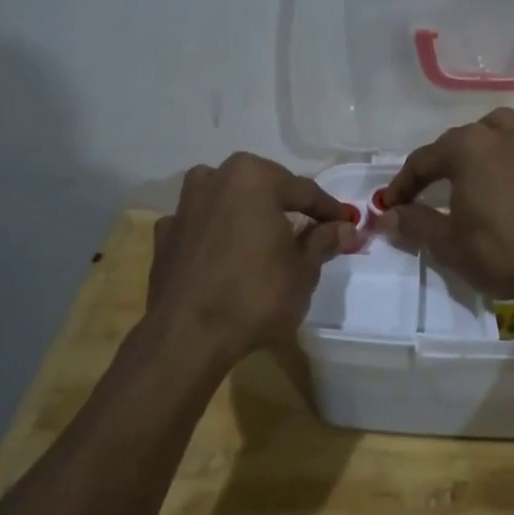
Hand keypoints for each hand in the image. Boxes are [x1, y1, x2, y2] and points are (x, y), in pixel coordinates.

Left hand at [148, 153, 360, 364]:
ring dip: (249, 214)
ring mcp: (184, 206)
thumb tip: (348, 229)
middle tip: (311, 230)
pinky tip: (228, 256)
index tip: (347, 224)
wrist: (187, 337)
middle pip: (264, 188)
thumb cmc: (255, 296)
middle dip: (288, 207)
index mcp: (253, 178)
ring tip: (267, 239)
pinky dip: (218, 234)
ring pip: (229, 201)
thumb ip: (324, 241)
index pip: (304, 191)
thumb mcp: (303, 271)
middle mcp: (215, 178)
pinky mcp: (165, 235)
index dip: (329, 210)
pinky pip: (203, 226)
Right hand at [374, 108, 513, 306]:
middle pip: (457, 142)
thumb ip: (415, 223)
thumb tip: (388, 217)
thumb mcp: (448, 243)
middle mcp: (499, 137)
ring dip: (474, 150)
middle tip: (420, 195)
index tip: (389, 207)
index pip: (422, 160)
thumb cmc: (501, 249)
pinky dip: (502, 164)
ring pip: (494, 133)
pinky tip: (500, 192)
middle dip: (434, 166)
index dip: (401, 185)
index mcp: (468, 147)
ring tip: (465, 176)